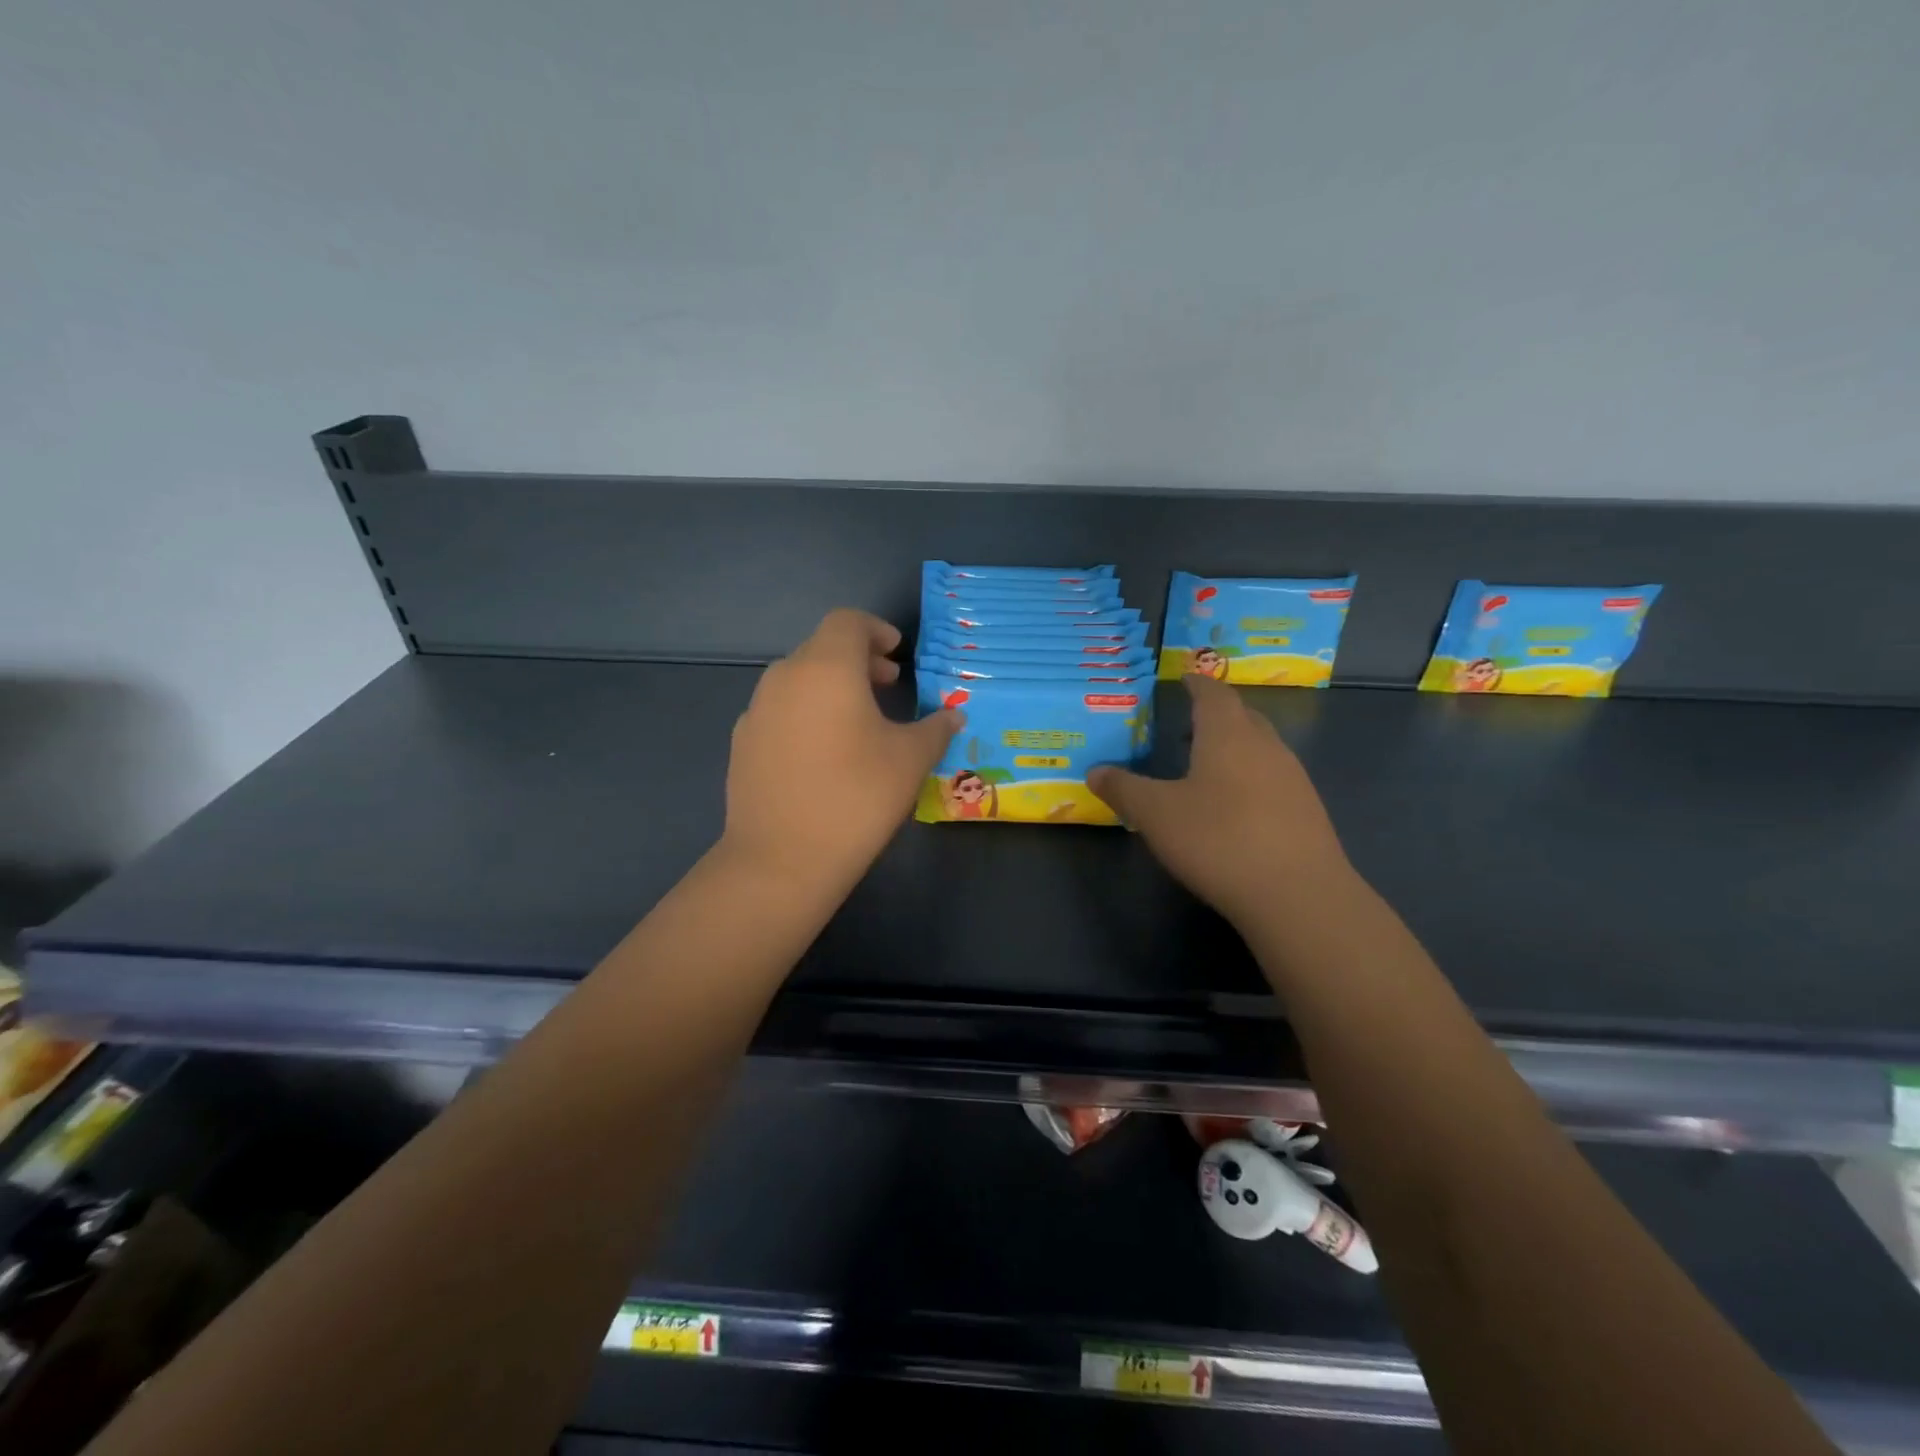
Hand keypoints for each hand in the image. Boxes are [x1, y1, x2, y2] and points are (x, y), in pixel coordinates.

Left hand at [721, 609, 959, 897]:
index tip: (897, 655)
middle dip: (858, 660)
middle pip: (821, 648)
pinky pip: (780, 710)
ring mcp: (757, 710)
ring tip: (859, 721)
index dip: (876, 630)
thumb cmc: (857, 796)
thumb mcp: (910, 760)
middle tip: (889, 686)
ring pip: (798, 679)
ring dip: (830, 686)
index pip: (847, 622)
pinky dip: (806, 713)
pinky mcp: (743, 743)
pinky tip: (823, 753)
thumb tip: (953, 716)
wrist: (782, 858)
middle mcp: (784, 677)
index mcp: (826, 668)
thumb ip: (935, 728)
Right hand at [1089, 674, 1349, 925]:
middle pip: (1242, 716)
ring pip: (1260, 748)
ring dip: (1234, 747)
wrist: (1298, 895)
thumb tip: (1096, 771)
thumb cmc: (1218, 840)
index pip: (1213, 694)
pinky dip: (1249, 778)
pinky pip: (1273, 778)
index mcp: (1228, 735)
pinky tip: (1234, 807)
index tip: (1184, 678)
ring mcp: (1293, 779)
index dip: (1197, 684)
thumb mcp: (1155, 814)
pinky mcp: (1307, 812)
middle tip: (1187, 725)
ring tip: (1205, 766)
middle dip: (1216, 714)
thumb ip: (1123, 789)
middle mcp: (1266, 746)